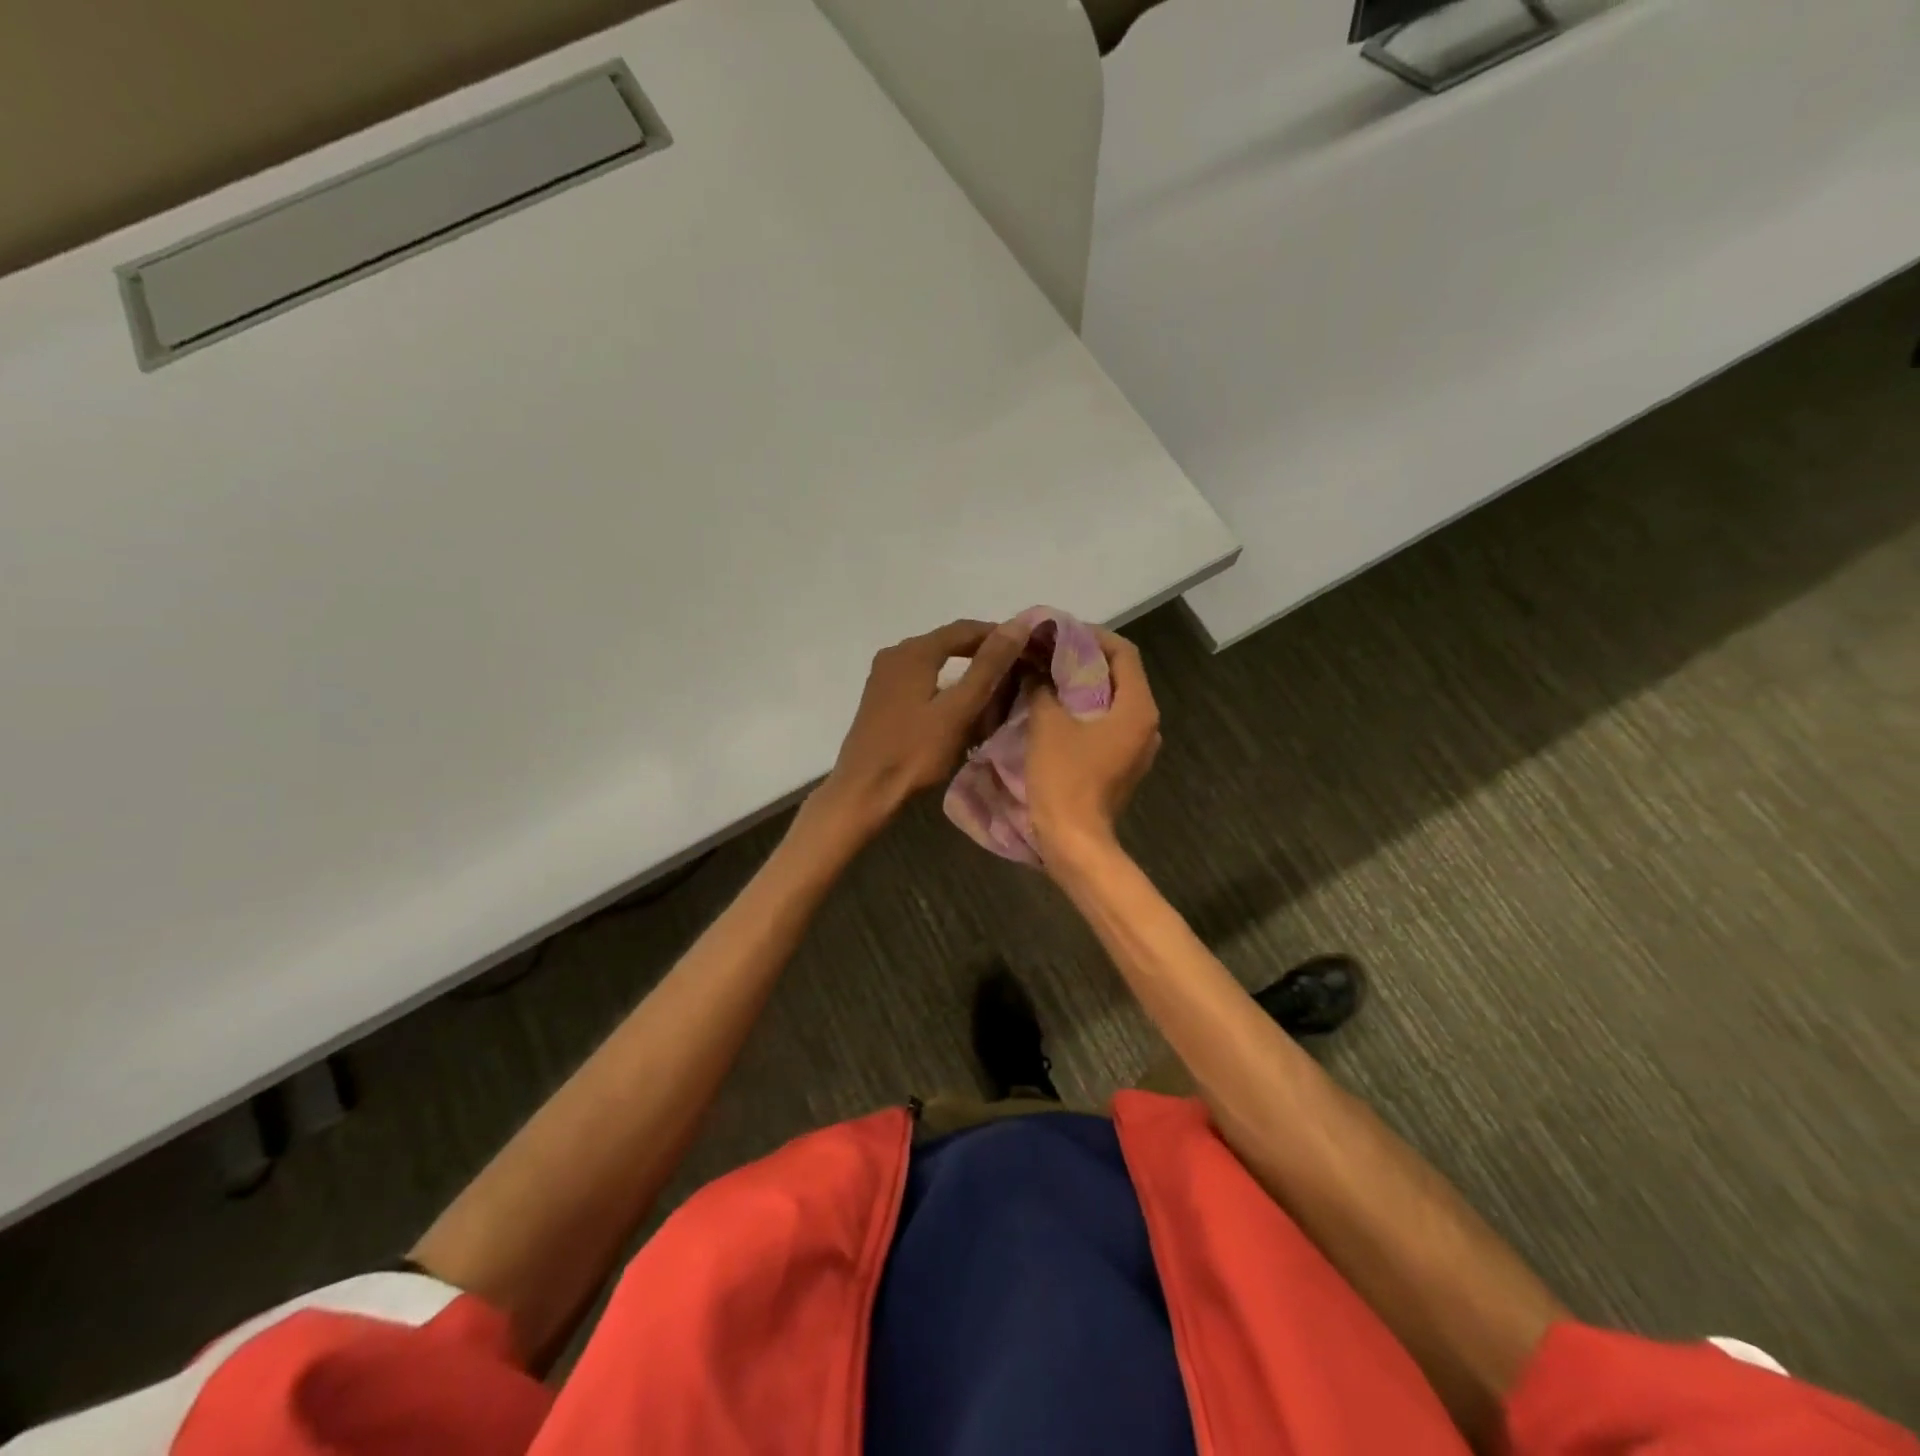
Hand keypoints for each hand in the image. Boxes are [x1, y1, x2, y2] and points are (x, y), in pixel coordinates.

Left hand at [819, 617, 1033, 829]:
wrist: (864, 790)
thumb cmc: (914, 751)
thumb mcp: (958, 710)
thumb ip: (988, 667)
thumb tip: (1017, 625)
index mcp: (914, 651)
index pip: (965, 629)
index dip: (998, 634)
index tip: (1027, 648)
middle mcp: (895, 654)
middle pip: (947, 642)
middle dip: (982, 652)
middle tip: (1015, 668)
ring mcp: (884, 676)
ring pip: (933, 660)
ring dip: (963, 668)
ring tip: (994, 686)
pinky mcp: (881, 697)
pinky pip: (920, 677)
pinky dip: (944, 683)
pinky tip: (958, 702)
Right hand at [1028, 628, 1160, 864]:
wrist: (1074, 840)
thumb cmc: (1064, 778)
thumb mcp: (1047, 724)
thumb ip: (1043, 688)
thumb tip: (1036, 670)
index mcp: (1138, 708)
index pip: (1124, 653)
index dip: (1092, 636)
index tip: (1060, 633)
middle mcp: (1147, 724)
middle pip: (1120, 676)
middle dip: (1085, 661)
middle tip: (1049, 653)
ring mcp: (1138, 748)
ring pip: (1113, 702)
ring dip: (1083, 687)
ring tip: (1048, 678)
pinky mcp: (1123, 765)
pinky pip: (1107, 725)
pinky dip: (1085, 712)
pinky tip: (1055, 711)